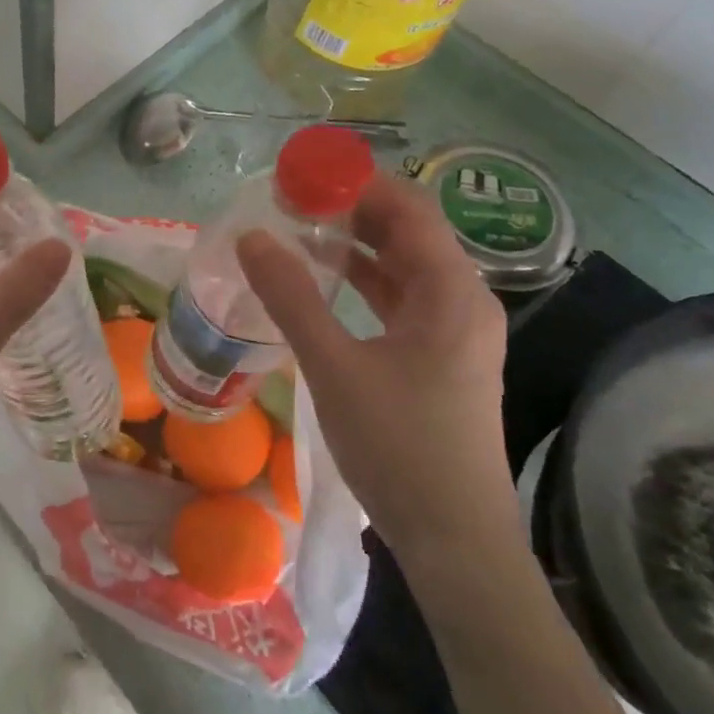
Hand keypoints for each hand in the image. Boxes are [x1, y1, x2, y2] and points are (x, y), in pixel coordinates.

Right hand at [237, 173, 512, 562]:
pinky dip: (363, 281)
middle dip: (350, 211)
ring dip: (355, 246)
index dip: (356, 183)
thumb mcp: (334, 366)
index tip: (301, 174)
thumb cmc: (399, 446)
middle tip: (289, 200)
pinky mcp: (440, 358)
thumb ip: (290, 297)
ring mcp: (454, 332)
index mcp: (450, 292)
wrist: (455, 540)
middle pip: (407, 233)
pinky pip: (400, 299)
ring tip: (298, 231)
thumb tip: (251, 236)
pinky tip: (324, 283)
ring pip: (403, 267)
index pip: (407, 209)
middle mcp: (462, 301)